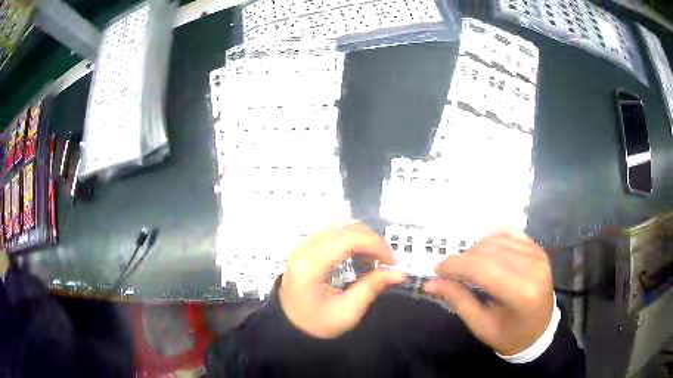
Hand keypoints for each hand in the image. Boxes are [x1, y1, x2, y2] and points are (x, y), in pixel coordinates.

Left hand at [279, 222, 405, 338]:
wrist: (289, 327)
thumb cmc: (317, 324)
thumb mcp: (347, 312)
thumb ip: (372, 288)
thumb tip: (400, 273)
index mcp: (311, 265)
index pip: (347, 239)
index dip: (375, 245)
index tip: (392, 261)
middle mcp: (304, 248)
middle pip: (344, 228)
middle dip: (372, 240)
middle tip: (387, 261)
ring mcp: (303, 245)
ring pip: (339, 226)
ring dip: (362, 238)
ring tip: (375, 258)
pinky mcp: (305, 246)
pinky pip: (333, 232)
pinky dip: (351, 238)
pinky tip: (360, 254)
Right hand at [424, 228, 553, 355]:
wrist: (540, 330)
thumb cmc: (509, 335)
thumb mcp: (481, 326)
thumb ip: (458, 301)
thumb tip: (430, 283)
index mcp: (521, 294)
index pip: (483, 268)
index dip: (456, 265)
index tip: (437, 270)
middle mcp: (533, 268)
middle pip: (488, 251)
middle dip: (463, 258)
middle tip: (449, 272)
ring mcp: (538, 255)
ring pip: (497, 239)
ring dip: (476, 249)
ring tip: (468, 266)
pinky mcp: (538, 249)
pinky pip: (510, 233)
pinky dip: (492, 239)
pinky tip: (486, 253)